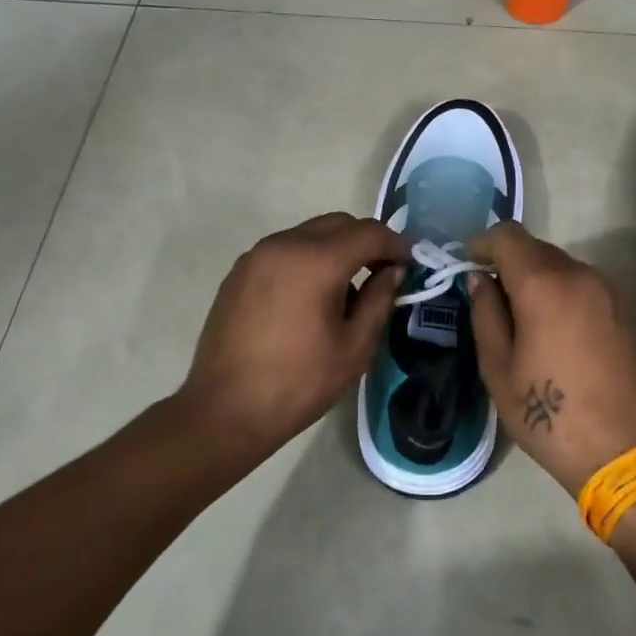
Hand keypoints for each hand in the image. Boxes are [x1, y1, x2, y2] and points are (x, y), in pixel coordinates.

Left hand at [182, 213, 405, 458]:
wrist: (225, 410)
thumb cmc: (298, 383)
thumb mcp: (354, 348)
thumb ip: (380, 300)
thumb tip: (394, 272)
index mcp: (316, 261)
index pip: (369, 233)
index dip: (396, 245)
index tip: (410, 265)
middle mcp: (284, 245)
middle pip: (338, 224)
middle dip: (366, 242)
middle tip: (383, 274)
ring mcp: (256, 255)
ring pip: (310, 233)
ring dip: (336, 249)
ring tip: (346, 290)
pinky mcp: (239, 272)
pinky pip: (285, 250)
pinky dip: (308, 259)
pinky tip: (311, 297)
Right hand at [466, 223, 635, 496]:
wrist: (622, 451)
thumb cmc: (548, 414)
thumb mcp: (498, 367)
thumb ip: (485, 313)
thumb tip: (480, 279)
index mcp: (544, 284)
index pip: (507, 235)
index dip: (481, 244)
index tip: (467, 267)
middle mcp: (579, 274)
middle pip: (534, 247)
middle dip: (508, 262)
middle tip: (490, 296)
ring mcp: (607, 290)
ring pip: (560, 265)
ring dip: (535, 277)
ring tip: (521, 317)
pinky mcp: (623, 308)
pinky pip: (581, 284)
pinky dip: (560, 291)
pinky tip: (553, 328)